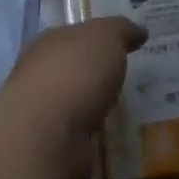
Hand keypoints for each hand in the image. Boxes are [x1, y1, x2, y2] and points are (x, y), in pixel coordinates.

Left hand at [2, 17, 147, 178]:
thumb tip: (139, 32)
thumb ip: (121, 30)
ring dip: (94, 109)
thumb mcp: (106, 37)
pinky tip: (112, 138)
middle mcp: (39, 75)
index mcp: (48, 43)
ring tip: (125, 112)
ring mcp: (43, 114)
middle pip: (72, 70)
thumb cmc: (75, 73)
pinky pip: (79, 136)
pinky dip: (93, 136)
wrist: (46, 134)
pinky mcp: (51, 147)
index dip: (98, 38)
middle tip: (128, 79)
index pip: (74, 35)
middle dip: (95, 75)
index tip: (124, 45)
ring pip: (75, 105)